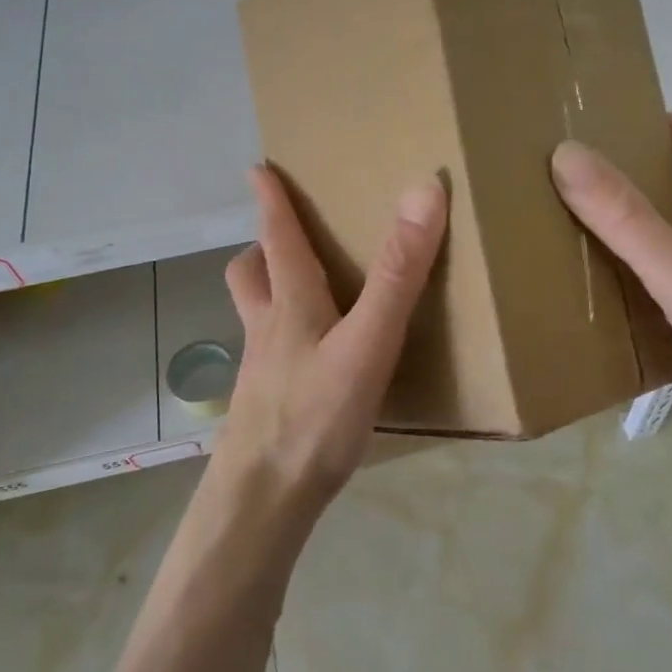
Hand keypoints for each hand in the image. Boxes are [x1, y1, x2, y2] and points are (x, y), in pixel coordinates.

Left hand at [217, 164, 447, 504]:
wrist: (264, 503)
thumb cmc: (315, 416)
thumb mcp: (368, 342)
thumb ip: (397, 273)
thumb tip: (422, 192)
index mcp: (290, 304)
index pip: (277, 236)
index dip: (271, 199)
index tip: (259, 168)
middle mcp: (267, 330)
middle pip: (249, 276)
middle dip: (262, 249)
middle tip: (285, 239)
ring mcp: (260, 371)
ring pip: (254, 316)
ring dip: (268, 294)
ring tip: (301, 295)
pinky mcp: (264, 408)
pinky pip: (269, 357)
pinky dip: (283, 343)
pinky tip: (311, 367)